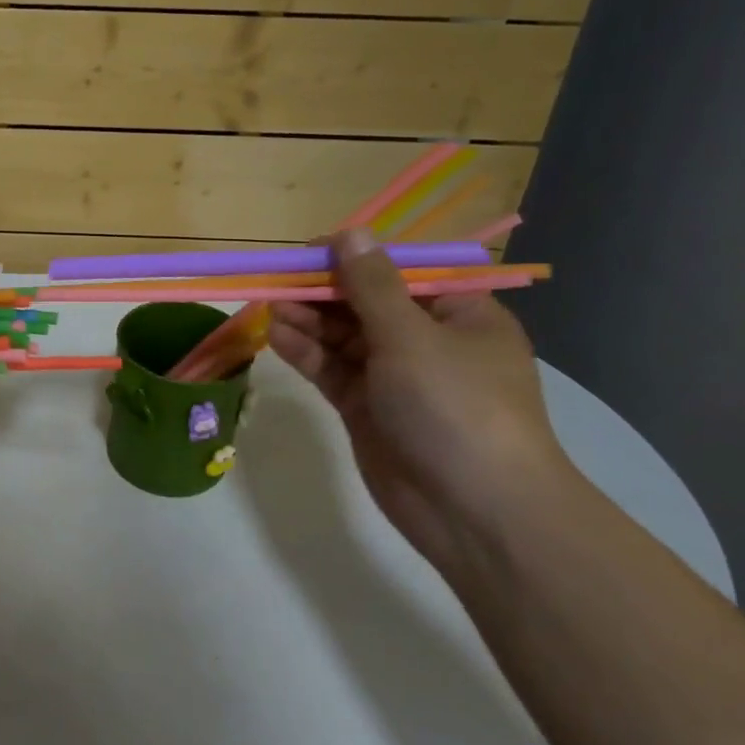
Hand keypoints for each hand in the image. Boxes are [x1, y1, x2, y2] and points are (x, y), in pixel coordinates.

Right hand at [268, 229, 579, 576]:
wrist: (475, 511)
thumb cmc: (456, 407)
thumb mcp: (413, 337)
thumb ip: (372, 286)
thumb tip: (350, 233)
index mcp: (458, 314)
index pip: (400, 273)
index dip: (355, 258)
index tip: (308, 252)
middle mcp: (427, 341)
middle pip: (365, 304)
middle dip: (323, 291)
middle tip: (276, 281)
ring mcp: (395, 377)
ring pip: (343, 337)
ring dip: (309, 321)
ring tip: (270, 308)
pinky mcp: (367, 408)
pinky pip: (333, 370)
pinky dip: (307, 353)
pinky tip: (276, 337)